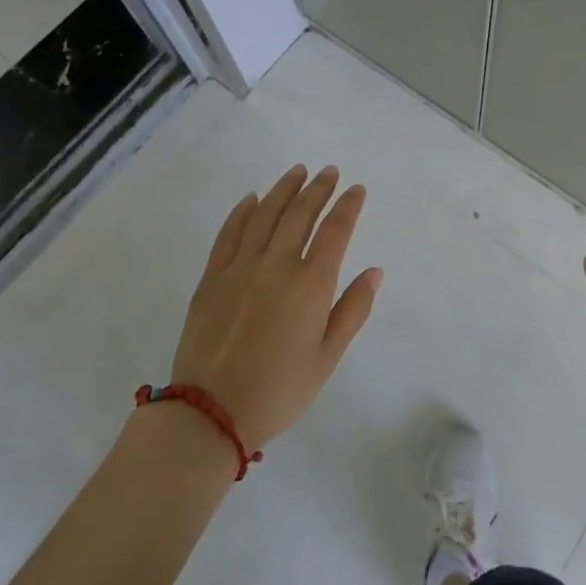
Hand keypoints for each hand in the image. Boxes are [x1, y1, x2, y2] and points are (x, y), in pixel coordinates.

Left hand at [171, 164, 380, 450]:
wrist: (211, 413)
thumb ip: (353, 310)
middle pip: (300, 214)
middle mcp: (277, 266)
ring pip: (265, 215)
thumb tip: (374, 271)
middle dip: (318, 189)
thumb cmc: (280, 390)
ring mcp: (240, 268)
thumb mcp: (328, 357)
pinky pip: (229, 234)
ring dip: (284, 190)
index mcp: (311, 285)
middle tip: (329, 171)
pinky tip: (252, 199)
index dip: (348, 206)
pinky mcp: (212, 278)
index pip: (335, 231)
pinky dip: (242, 212)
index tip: (357, 189)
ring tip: (297, 171)